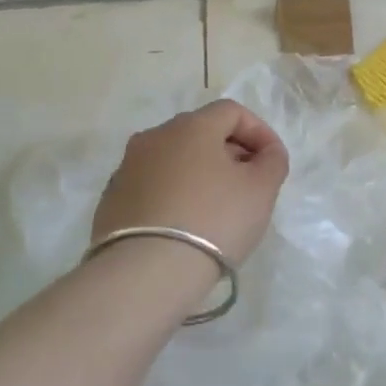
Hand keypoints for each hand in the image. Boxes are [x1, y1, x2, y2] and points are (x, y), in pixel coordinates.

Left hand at [92, 100, 289, 263]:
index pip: (232, 111)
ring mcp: (128, 167)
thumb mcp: (261, 190)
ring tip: (217, 207)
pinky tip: (186, 224)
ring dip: (200, 173)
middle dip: (230, 152)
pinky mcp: (112, 199)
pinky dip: (175, 194)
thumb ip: (272, 161)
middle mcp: (155, 136)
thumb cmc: (213, 221)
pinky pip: (154, 185)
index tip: (272, 162)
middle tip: (248, 184)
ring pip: (174, 159)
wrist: (144, 273)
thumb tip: (266, 153)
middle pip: (201, 132)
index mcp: (191, 126)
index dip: (259, 132)